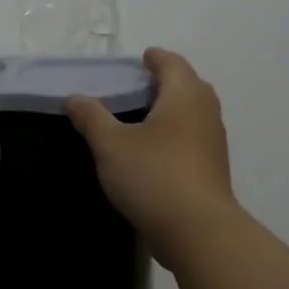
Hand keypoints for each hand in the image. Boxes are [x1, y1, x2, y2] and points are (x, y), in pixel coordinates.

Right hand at [65, 48, 237, 266]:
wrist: (197, 230)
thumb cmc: (153, 175)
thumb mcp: (111, 145)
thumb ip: (91, 117)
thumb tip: (74, 97)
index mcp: (185, 95)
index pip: (172, 64)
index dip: (156, 58)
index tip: (142, 58)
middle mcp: (205, 112)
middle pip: (188, 86)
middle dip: (166, 82)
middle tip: (139, 86)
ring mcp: (213, 143)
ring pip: (193, 114)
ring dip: (172, 110)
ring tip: (143, 118)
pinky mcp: (212, 170)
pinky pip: (193, 139)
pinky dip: (176, 135)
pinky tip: (155, 151)